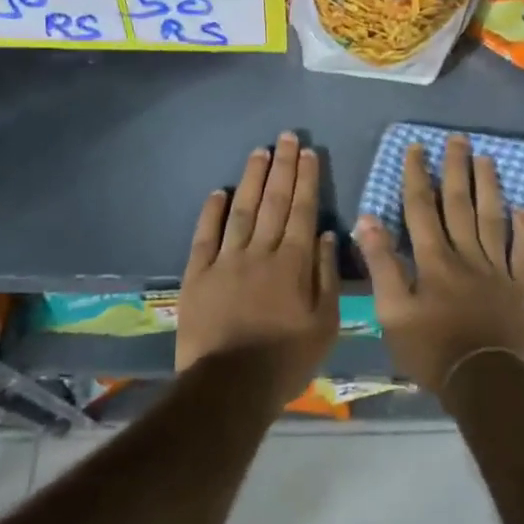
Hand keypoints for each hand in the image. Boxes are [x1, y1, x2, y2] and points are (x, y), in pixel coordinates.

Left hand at [177, 132, 340, 406]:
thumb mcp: (324, 324)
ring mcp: (226, 261)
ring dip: (252, 179)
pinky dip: (212, 212)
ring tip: (260, 151)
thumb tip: (325, 234)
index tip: (309, 152)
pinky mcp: (197, 275)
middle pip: (274, 201)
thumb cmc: (286, 359)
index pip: (302, 210)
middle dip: (283, 166)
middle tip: (287, 137)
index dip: (307, 179)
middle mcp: (260, 252)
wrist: (230, 387)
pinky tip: (219, 191)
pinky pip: (205, 236)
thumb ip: (326, 276)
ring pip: (242, 210)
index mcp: (293, 263)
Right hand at [356, 135, 523, 394]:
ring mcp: (497, 268)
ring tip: (487, 159)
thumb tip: (366, 220)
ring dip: (489, 187)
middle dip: (456, 169)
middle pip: (460, 204)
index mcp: (434, 259)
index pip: (421, 208)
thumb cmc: (431, 350)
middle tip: (457, 139)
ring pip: (493, 219)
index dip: (417, 176)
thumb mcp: (393, 312)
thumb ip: (382, 265)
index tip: (416, 148)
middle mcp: (467, 254)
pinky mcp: (519, 286)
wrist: (484, 381)